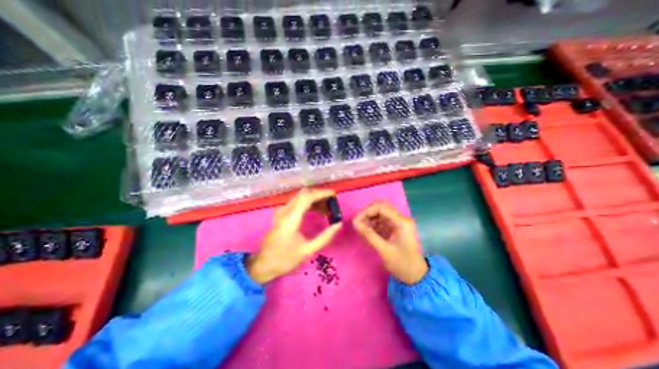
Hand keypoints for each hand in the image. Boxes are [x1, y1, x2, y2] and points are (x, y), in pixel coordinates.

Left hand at [244, 189, 342, 282]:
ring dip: (314, 199)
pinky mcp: (281, 214)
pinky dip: (308, 203)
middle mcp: (285, 211)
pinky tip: (316, 211)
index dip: (321, 193)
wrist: (263, 264)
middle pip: (304, 194)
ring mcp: (282, 211)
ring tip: (327, 209)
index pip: (307, 197)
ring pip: (300, 197)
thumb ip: (325, 237)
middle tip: (331, 203)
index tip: (333, 195)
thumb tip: (338, 224)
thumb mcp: (307, 251)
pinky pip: (297, 202)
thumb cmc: (285, 259)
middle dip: (319, 195)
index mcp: (291, 219)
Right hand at [356, 202, 427, 284]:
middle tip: (357, 223)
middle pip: (381, 207)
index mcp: (402, 222)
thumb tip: (354, 223)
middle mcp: (401, 218)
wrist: (417, 276)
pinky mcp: (396, 227)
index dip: (366, 211)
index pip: (381, 207)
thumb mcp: (384, 250)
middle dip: (367, 213)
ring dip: (369, 218)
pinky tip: (367, 231)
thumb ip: (368, 235)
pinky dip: (373, 223)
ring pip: (380, 212)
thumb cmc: (402, 265)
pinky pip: (382, 220)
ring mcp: (399, 222)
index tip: (355, 221)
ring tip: (360, 228)